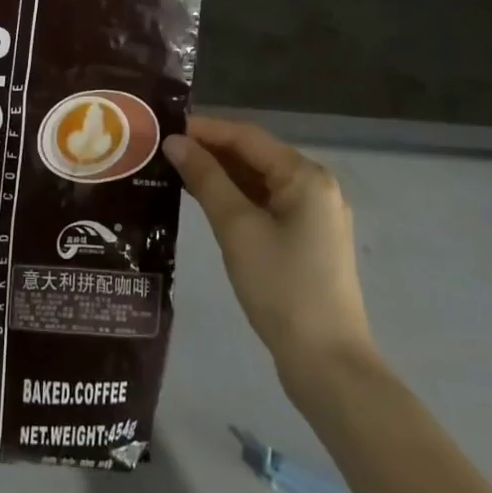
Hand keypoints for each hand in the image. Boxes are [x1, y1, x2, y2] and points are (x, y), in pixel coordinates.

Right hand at [164, 116, 372, 378]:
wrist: (327, 364)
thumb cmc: (281, 287)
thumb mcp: (237, 228)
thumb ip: (206, 179)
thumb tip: (175, 142)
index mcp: (305, 176)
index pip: (246, 136)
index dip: (204, 129)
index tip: (164, 127)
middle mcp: (315, 186)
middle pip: (254, 155)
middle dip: (210, 150)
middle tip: (163, 150)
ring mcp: (313, 214)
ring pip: (259, 180)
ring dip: (220, 174)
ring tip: (175, 171)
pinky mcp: (306, 240)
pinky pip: (266, 203)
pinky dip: (236, 198)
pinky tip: (204, 201)